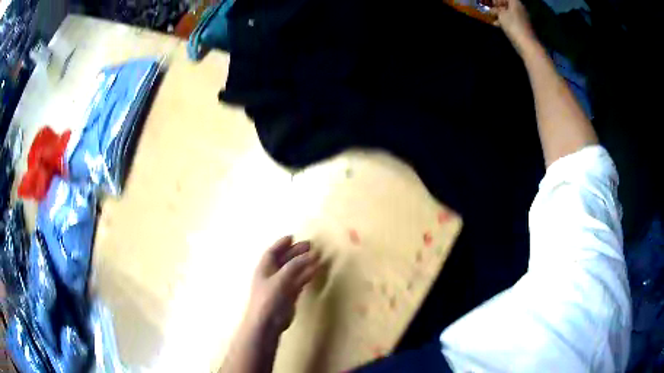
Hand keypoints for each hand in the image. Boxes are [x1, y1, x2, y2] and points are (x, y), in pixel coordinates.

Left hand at [245, 236, 320, 334]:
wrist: (267, 323)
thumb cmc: (269, 298)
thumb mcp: (281, 279)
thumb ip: (295, 266)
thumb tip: (312, 254)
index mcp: (264, 268)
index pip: (272, 252)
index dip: (281, 244)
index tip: (293, 237)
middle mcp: (272, 275)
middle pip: (285, 260)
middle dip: (296, 252)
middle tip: (310, 245)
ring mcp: (281, 285)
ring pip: (294, 270)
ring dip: (304, 263)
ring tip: (317, 256)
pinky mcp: (289, 295)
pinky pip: (299, 281)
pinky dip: (306, 275)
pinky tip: (315, 271)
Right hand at [491, 0, 536, 51]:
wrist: (527, 44)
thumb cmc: (513, 26)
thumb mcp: (501, 15)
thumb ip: (496, 10)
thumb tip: (493, 10)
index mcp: (516, 2)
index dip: (497, 0)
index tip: (490, 4)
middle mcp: (520, 8)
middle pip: (507, 5)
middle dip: (498, 8)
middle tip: (490, 11)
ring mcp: (522, 18)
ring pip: (509, 13)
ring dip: (500, 15)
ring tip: (492, 19)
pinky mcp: (522, 27)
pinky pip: (512, 21)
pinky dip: (505, 22)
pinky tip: (498, 25)